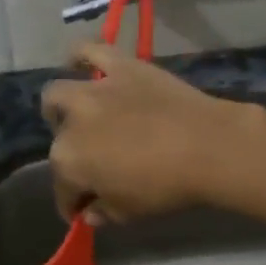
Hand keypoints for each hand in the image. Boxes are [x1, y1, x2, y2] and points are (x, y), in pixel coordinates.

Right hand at [41, 43, 257, 223]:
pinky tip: (77, 64)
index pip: (63, 190)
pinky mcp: (120, 67)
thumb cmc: (166, 186)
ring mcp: (93, 90)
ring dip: (60, 109)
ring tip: (74, 116)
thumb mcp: (129, 212)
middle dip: (71, 158)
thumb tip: (91, 212)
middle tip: (92, 165)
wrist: (207, 146)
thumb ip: (103, 212)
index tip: (84, 211)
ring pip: (58, 94)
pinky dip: (79, 57)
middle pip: (61, 144)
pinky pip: (89, 51)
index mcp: (69, 163)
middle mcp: (70, 123)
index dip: (73, 204)